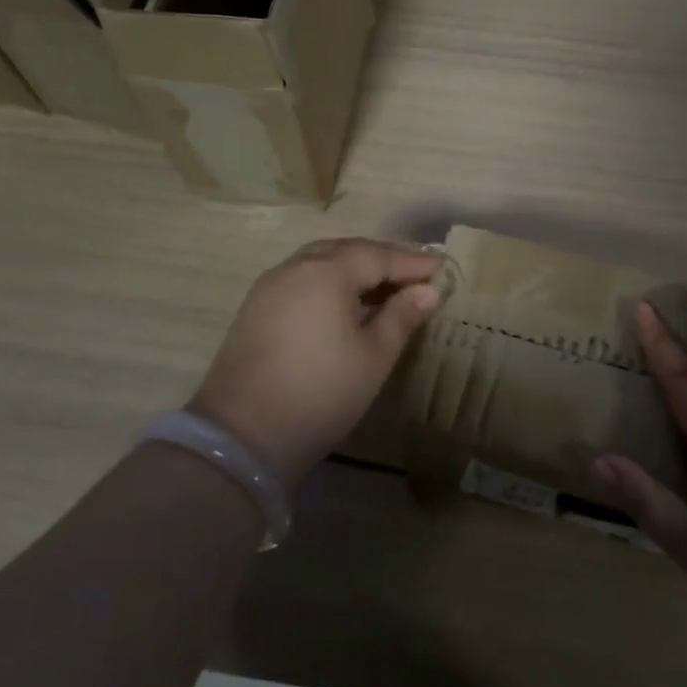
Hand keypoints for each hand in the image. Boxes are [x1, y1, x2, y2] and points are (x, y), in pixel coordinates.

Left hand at [190, 238, 443, 489]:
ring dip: (355, 267)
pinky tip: (345, 302)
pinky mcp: (256, 307)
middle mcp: (296, 267)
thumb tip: (429, 290)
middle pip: (348, 250)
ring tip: (384, 286)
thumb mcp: (374, 356)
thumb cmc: (322, 392)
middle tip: (416, 273)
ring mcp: (271, 285)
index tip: (443, 268)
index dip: (413, 262)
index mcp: (327, 272)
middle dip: (384, 258)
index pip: (379, 256)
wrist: (243, 435)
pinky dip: (330, 280)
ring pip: (322, 261)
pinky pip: (303, 278)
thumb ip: (402, 316)